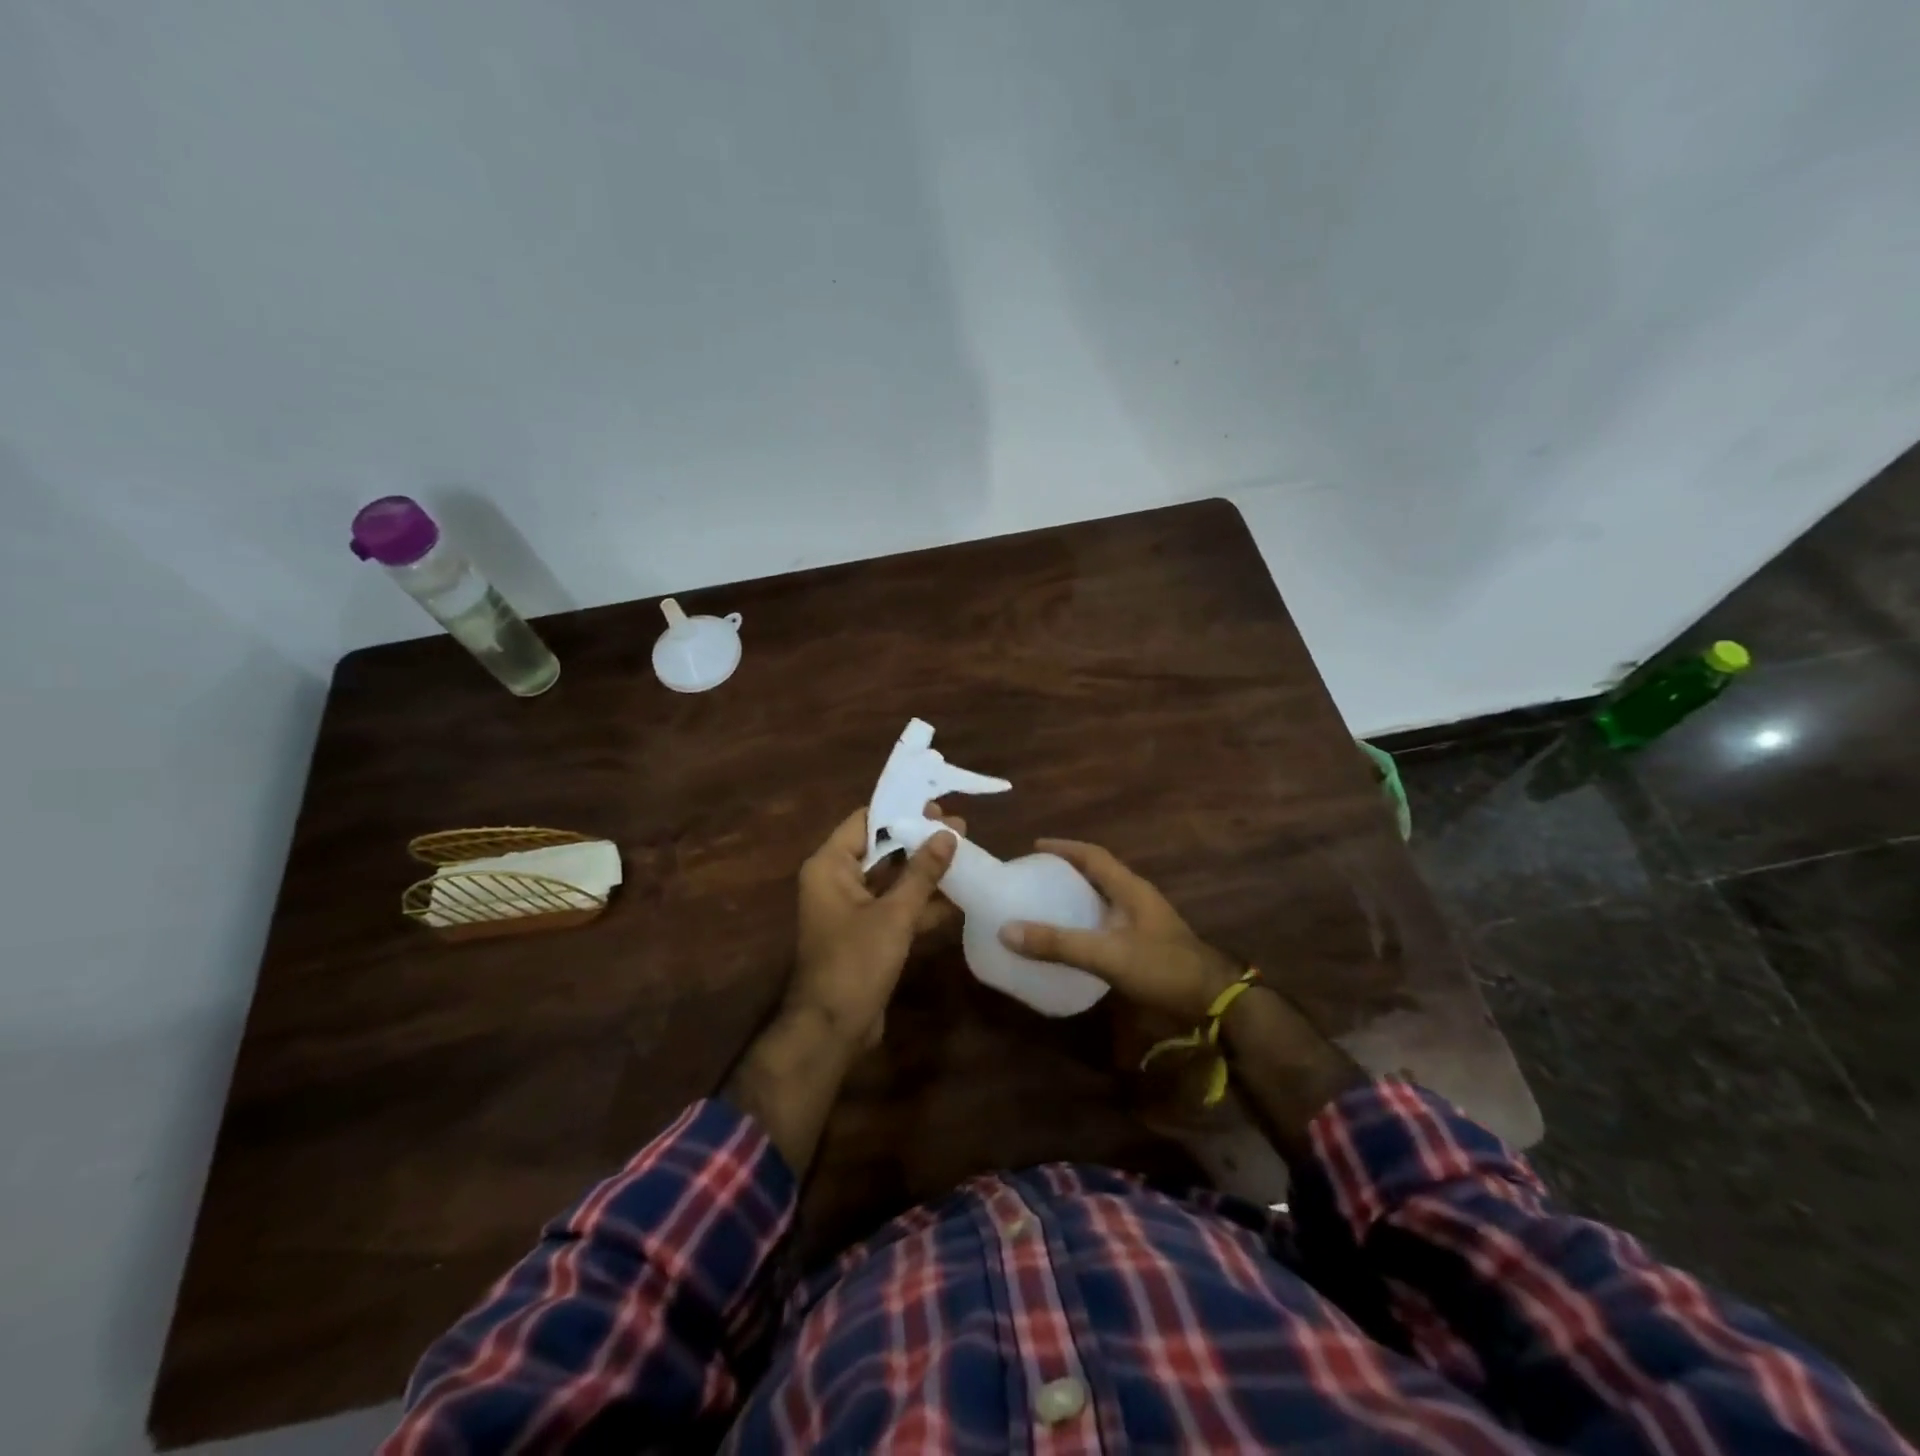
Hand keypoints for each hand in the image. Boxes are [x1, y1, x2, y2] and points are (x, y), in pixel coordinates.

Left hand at [788, 802, 960, 1050]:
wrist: (833, 1029)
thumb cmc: (856, 962)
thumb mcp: (894, 914)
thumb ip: (922, 873)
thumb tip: (948, 834)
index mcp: (829, 867)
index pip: (864, 822)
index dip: (900, 811)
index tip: (935, 804)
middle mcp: (837, 881)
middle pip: (881, 849)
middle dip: (920, 840)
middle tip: (960, 827)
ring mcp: (853, 909)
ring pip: (892, 880)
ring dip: (926, 871)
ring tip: (967, 853)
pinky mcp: (868, 934)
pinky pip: (896, 907)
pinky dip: (922, 902)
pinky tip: (959, 895)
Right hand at [1000, 840, 1241, 1022]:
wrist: (1214, 1001)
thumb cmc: (1162, 967)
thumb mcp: (1107, 954)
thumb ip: (1059, 944)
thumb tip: (1007, 930)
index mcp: (1130, 888)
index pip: (1093, 855)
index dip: (1064, 847)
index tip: (1035, 846)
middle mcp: (1137, 897)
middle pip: (1098, 873)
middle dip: (1067, 870)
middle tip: (1035, 876)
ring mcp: (1145, 920)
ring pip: (1105, 897)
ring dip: (1078, 895)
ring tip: (1046, 903)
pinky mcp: (1147, 942)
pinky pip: (1110, 920)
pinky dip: (1088, 920)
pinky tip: (1074, 937)